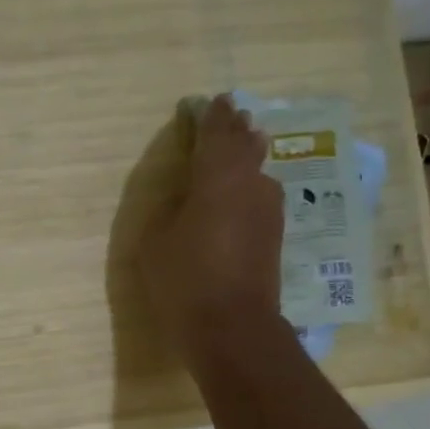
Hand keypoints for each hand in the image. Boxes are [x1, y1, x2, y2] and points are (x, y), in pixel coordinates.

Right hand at [138, 94, 283, 359]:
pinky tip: (243, 192)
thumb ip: (169, 210)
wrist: (232, 327)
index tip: (212, 101)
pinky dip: (249, 187)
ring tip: (241, 147)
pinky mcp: (274, 237)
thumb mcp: (155, 242)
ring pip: (258, 172)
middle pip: (246, 146)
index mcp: (217, 177)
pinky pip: (259, 197)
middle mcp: (250, 185)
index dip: (213, 117)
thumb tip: (186, 199)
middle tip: (232, 116)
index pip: (217, 134)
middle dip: (236, 130)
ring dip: (247, 158)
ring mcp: (268, 211)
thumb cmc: (185, 280)